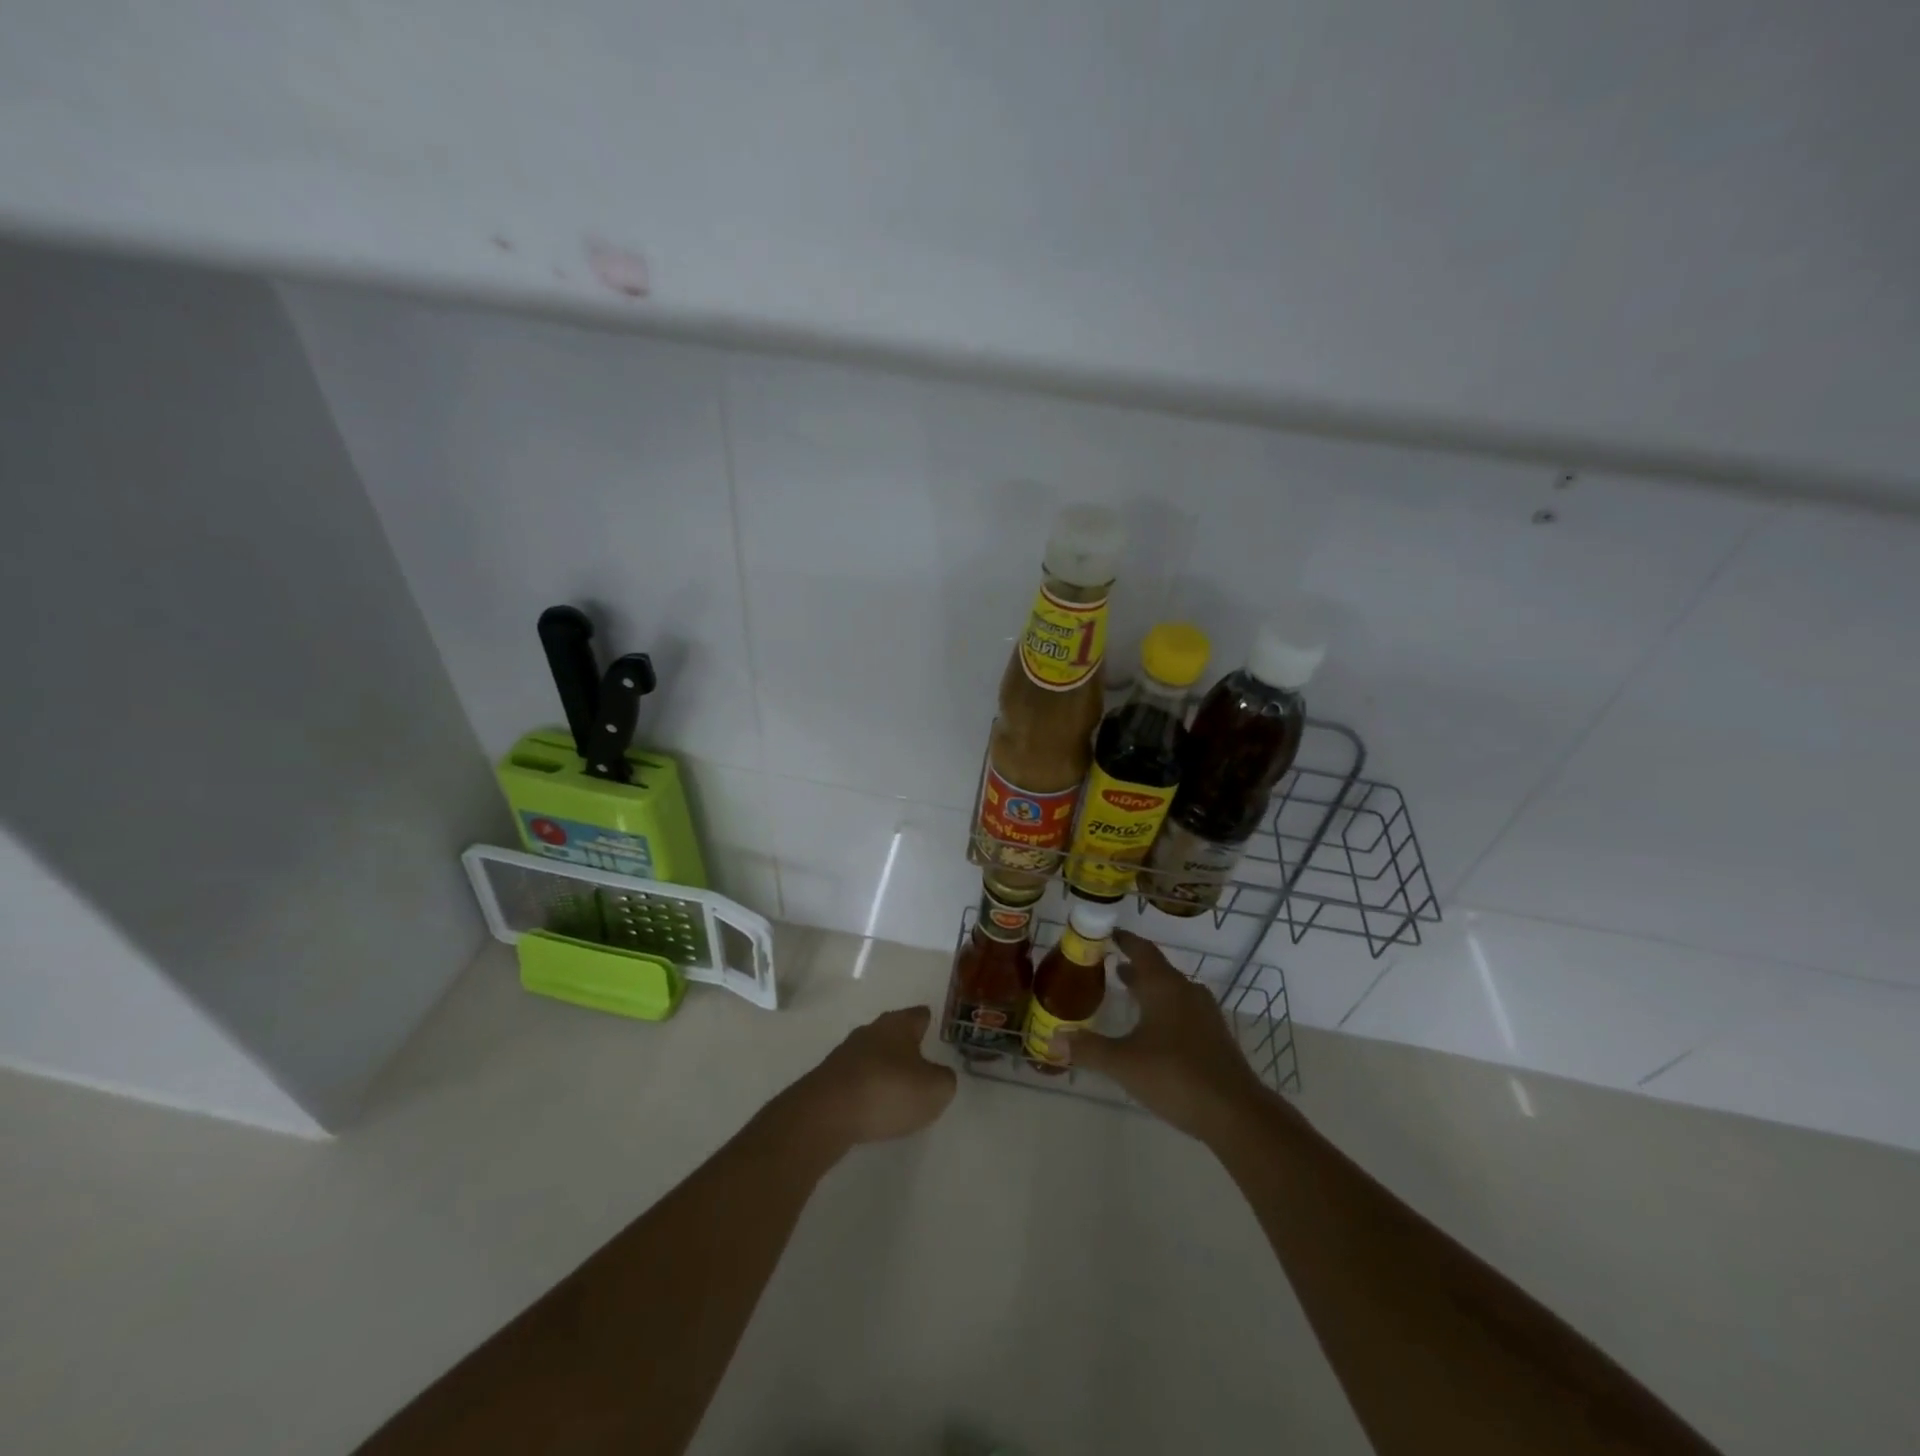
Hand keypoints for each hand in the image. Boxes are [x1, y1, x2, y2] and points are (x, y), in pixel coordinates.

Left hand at [789, 1005, 956, 1152]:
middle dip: (905, 1045)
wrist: (826, 1113)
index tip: (935, 1031)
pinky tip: (872, 1107)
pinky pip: (856, 1078)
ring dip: (884, 1068)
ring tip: (897, 1089)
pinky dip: (866, 1088)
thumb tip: (938, 1075)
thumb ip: (944, 1080)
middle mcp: (871, 1031)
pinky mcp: (829, 1078)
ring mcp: (846, 1053)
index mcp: (899, 1024)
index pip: (919, 1015)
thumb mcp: (935, 1090)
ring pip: (873, 1055)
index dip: (929, 1022)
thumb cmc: (888, 1091)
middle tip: (920, 1063)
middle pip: (893, 1032)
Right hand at [1059, 930, 1269, 1141]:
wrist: (1236, 1113)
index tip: (1107, 935)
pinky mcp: (1215, 1038)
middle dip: (1134, 967)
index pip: (1142, 950)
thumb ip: (1088, 1049)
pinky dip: (1164, 1009)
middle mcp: (1187, 991)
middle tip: (1109, 967)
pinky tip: (1154, 1030)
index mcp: (1165, 986)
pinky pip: (1184, 1011)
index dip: (1124, 940)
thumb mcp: (1123, 1063)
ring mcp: (1205, 1015)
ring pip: (1172, 991)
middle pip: (1158, 970)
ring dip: (1150, 989)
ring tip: (1128, 993)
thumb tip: (1053, 1038)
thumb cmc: (1175, 1076)